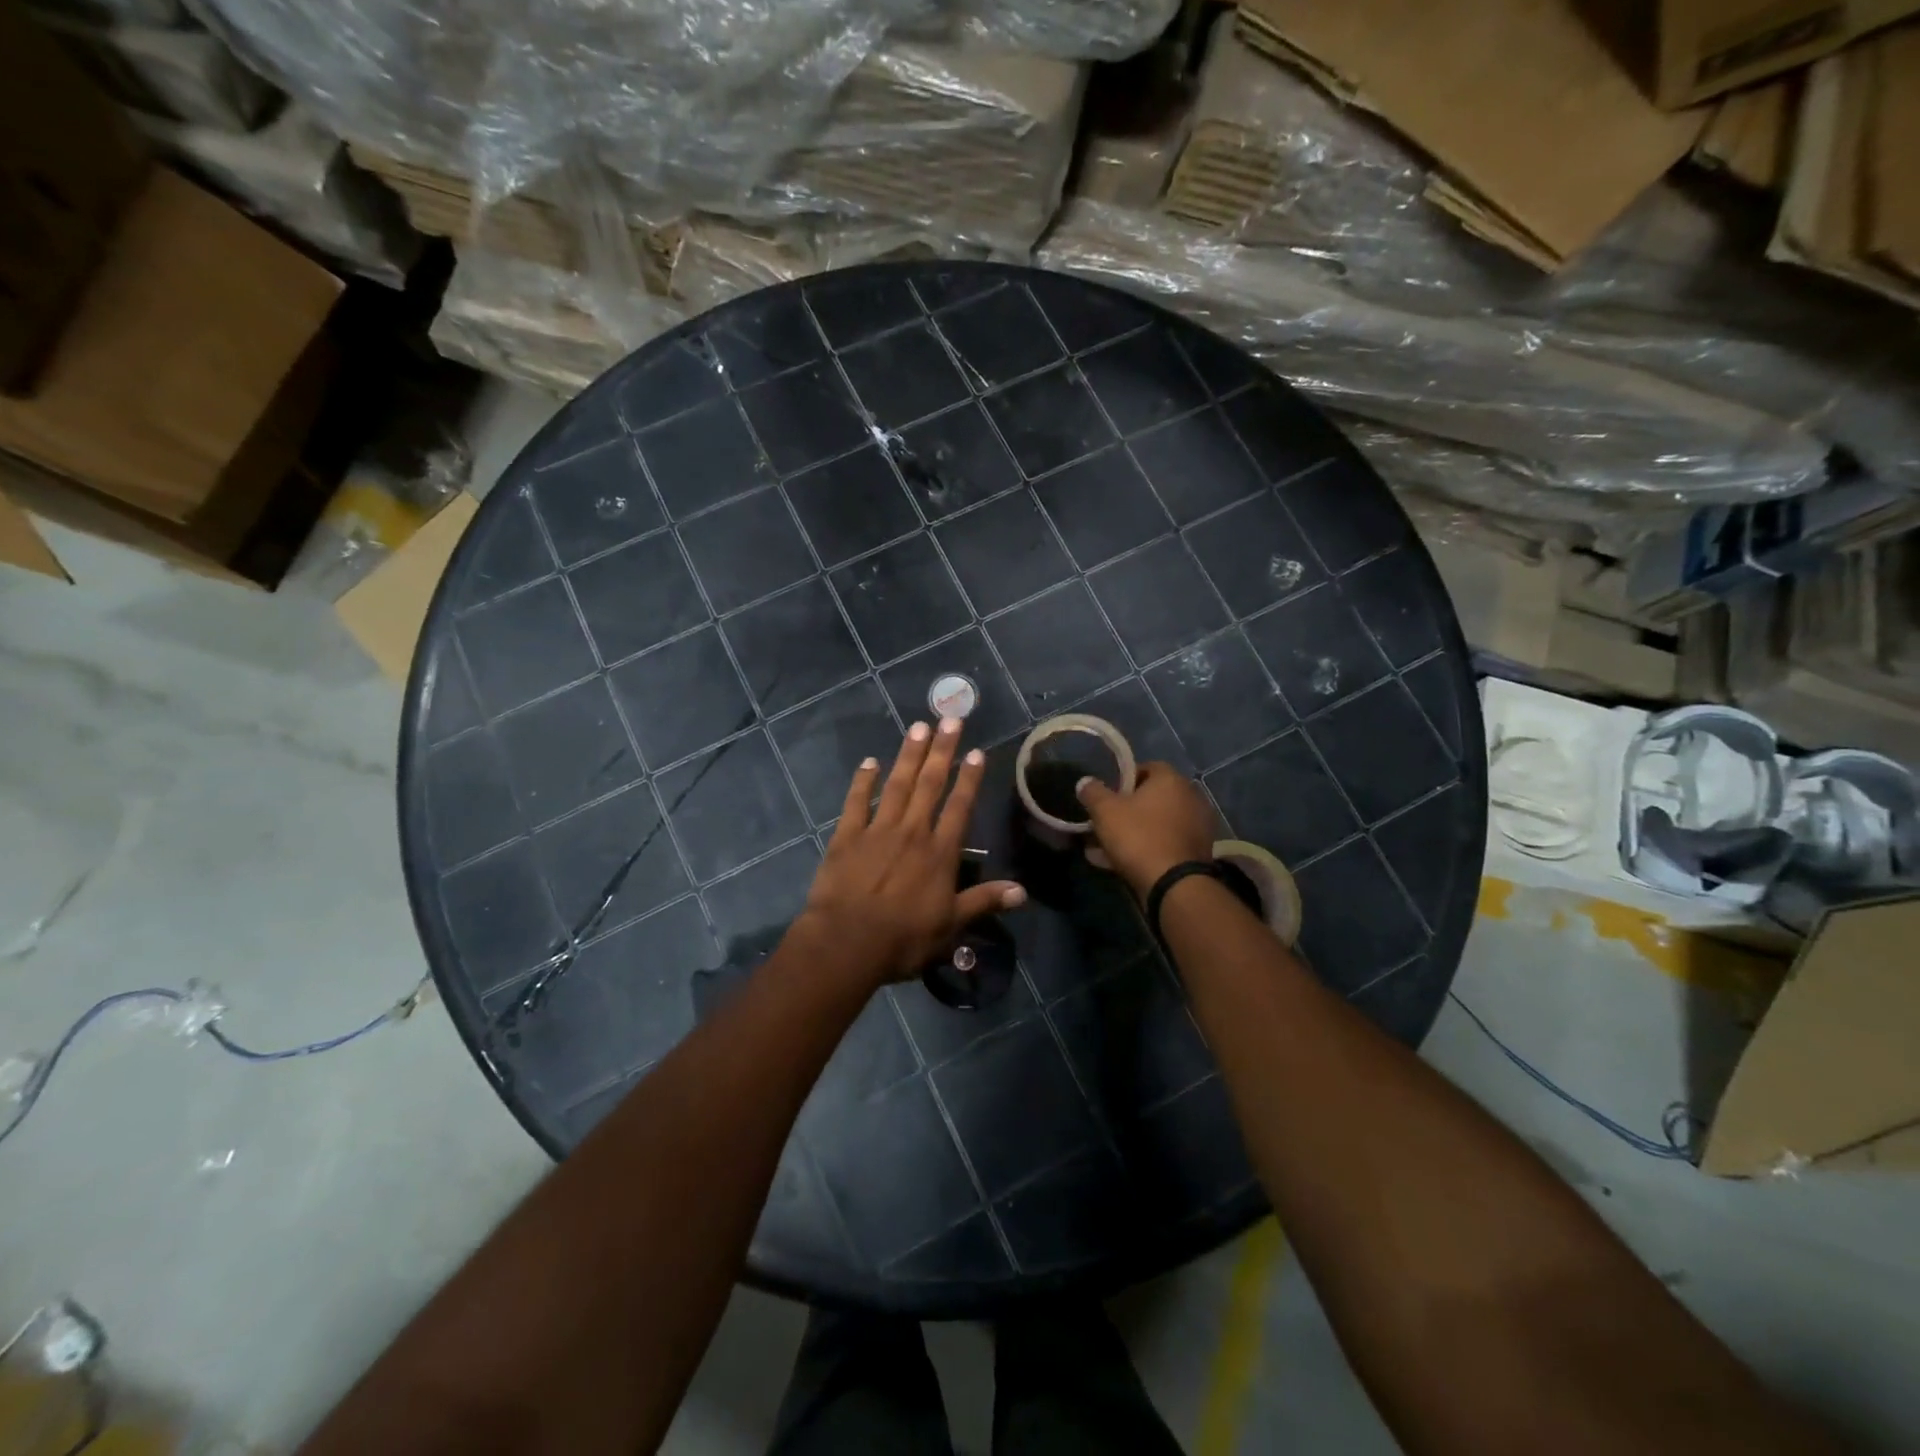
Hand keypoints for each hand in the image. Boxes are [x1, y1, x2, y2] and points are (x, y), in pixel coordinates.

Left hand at [791, 718, 1024, 989]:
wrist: (846, 944)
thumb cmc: (903, 939)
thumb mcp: (950, 926)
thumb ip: (984, 903)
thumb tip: (1022, 892)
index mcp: (939, 853)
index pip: (959, 807)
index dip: (970, 779)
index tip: (976, 751)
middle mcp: (912, 832)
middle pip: (930, 784)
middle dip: (942, 750)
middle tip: (950, 719)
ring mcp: (877, 831)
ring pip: (897, 784)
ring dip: (909, 755)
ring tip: (919, 727)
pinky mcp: (846, 836)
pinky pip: (856, 802)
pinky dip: (863, 781)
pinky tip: (869, 761)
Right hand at [1076, 762, 1216, 898]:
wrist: (1173, 884)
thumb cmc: (1138, 837)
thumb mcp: (1105, 811)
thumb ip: (1093, 792)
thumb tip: (1085, 782)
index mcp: (1171, 780)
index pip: (1146, 768)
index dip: (1123, 780)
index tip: (1107, 797)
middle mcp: (1190, 797)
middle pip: (1152, 798)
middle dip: (1127, 810)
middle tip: (1105, 823)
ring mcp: (1197, 826)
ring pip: (1157, 823)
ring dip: (1134, 832)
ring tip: (1106, 849)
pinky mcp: (1198, 852)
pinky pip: (1165, 843)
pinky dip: (1147, 849)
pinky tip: (1121, 863)